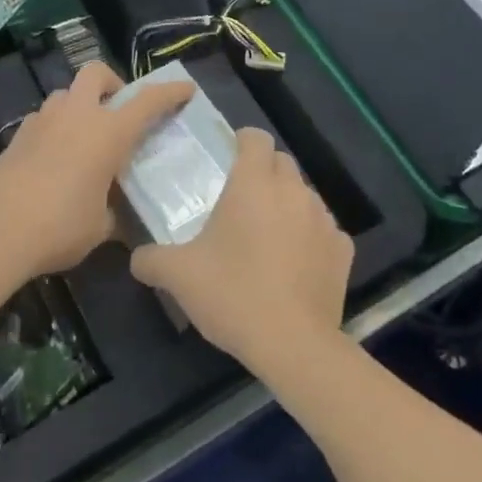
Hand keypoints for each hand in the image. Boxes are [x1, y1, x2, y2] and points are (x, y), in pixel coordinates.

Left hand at [0, 60, 192, 280]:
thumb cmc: (60, 227)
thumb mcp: (101, 226)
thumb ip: (114, 211)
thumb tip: (116, 215)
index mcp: (108, 132)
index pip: (148, 100)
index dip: (170, 91)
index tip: (186, 88)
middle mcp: (77, 115)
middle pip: (96, 73)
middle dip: (112, 82)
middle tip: (118, 109)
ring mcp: (44, 120)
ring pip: (67, 93)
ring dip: (80, 105)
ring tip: (84, 136)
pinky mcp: (19, 134)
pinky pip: (44, 117)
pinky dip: (56, 126)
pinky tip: (55, 156)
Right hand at [130, 128, 352, 377]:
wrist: (293, 344)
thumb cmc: (233, 294)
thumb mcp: (179, 276)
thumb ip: (151, 259)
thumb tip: (137, 258)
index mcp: (254, 183)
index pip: (255, 137)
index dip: (242, 142)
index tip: (228, 159)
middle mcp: (293, 190)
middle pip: (281, 162)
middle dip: (264, 172)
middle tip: (241, 202)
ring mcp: (323, 219)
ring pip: (304, 195)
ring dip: (287, 204)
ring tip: (268, 236)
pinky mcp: (343, 250)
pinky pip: (324, 230)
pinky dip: (310, 237)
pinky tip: (295, 265)